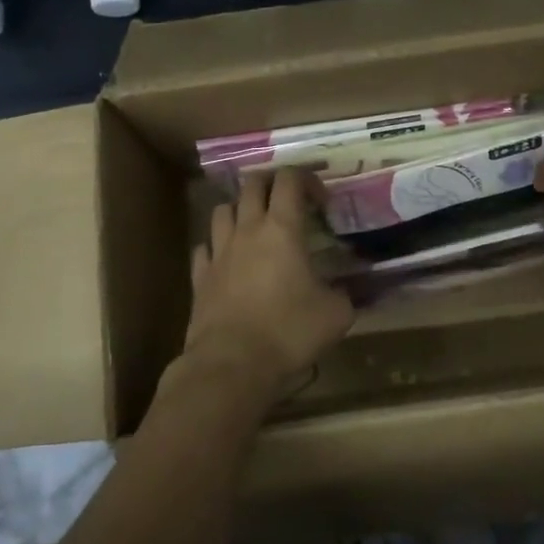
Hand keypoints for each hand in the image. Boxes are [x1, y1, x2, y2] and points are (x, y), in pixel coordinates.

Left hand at [183, 168, 354, 398]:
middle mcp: (247, 230)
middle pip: (252, 184)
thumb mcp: (336, 314)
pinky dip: (216, 247)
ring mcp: (218, 252)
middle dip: (272, 185)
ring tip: (255, 227)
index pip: (290, 180)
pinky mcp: (199, 277)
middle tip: (288, 204)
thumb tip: (344, 291)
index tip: (321, 202)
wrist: (232, 364)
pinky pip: (203, 248)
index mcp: (282, 229)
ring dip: (240, 210)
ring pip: (222, 210)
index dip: (307, 180)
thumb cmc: (289, 332)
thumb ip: (343, 294)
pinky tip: (227, 261)